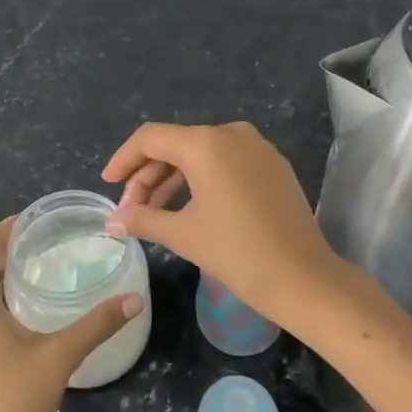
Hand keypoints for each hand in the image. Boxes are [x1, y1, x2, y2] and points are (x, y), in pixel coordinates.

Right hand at [102, 121, 365, 335]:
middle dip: (148, 176)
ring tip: (153, 213)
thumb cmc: (237, 253)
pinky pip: (226, 162)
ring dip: (173, 179)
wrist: (304, 278)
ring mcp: (257, 148)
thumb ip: (143, 219)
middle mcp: (231, 134)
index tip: (107, 184)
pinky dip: (201, 179)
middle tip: (130, 210)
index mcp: (206, 144)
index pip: (151, 139)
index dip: (124, 159)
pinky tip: (189, 207)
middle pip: (176, 145)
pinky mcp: (273, 165)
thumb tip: (113, 221)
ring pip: (201, 154)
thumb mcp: (183, 235)